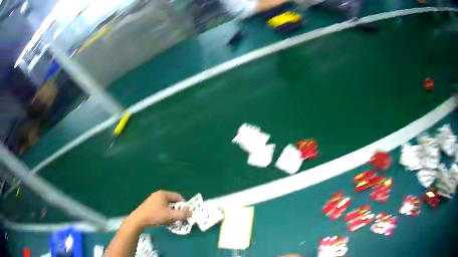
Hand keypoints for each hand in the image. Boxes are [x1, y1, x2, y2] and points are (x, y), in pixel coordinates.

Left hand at [128, 190, 190, 227]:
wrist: (138, 219)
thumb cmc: (155, 215)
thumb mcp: (170, 216)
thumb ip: (182, 214)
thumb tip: (192, 212)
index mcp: (163, 194)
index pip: (178, 196)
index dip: (184, 204)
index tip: (186, 212)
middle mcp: (158, 195)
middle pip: (172, 201)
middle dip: (177, 210)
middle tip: (180, 217)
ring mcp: (153, 200)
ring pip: (167, 206)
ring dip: (171, 213)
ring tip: (172, 220)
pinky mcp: (150, 205)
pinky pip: (161, 208)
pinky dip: (165, 214)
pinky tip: (164, 220)